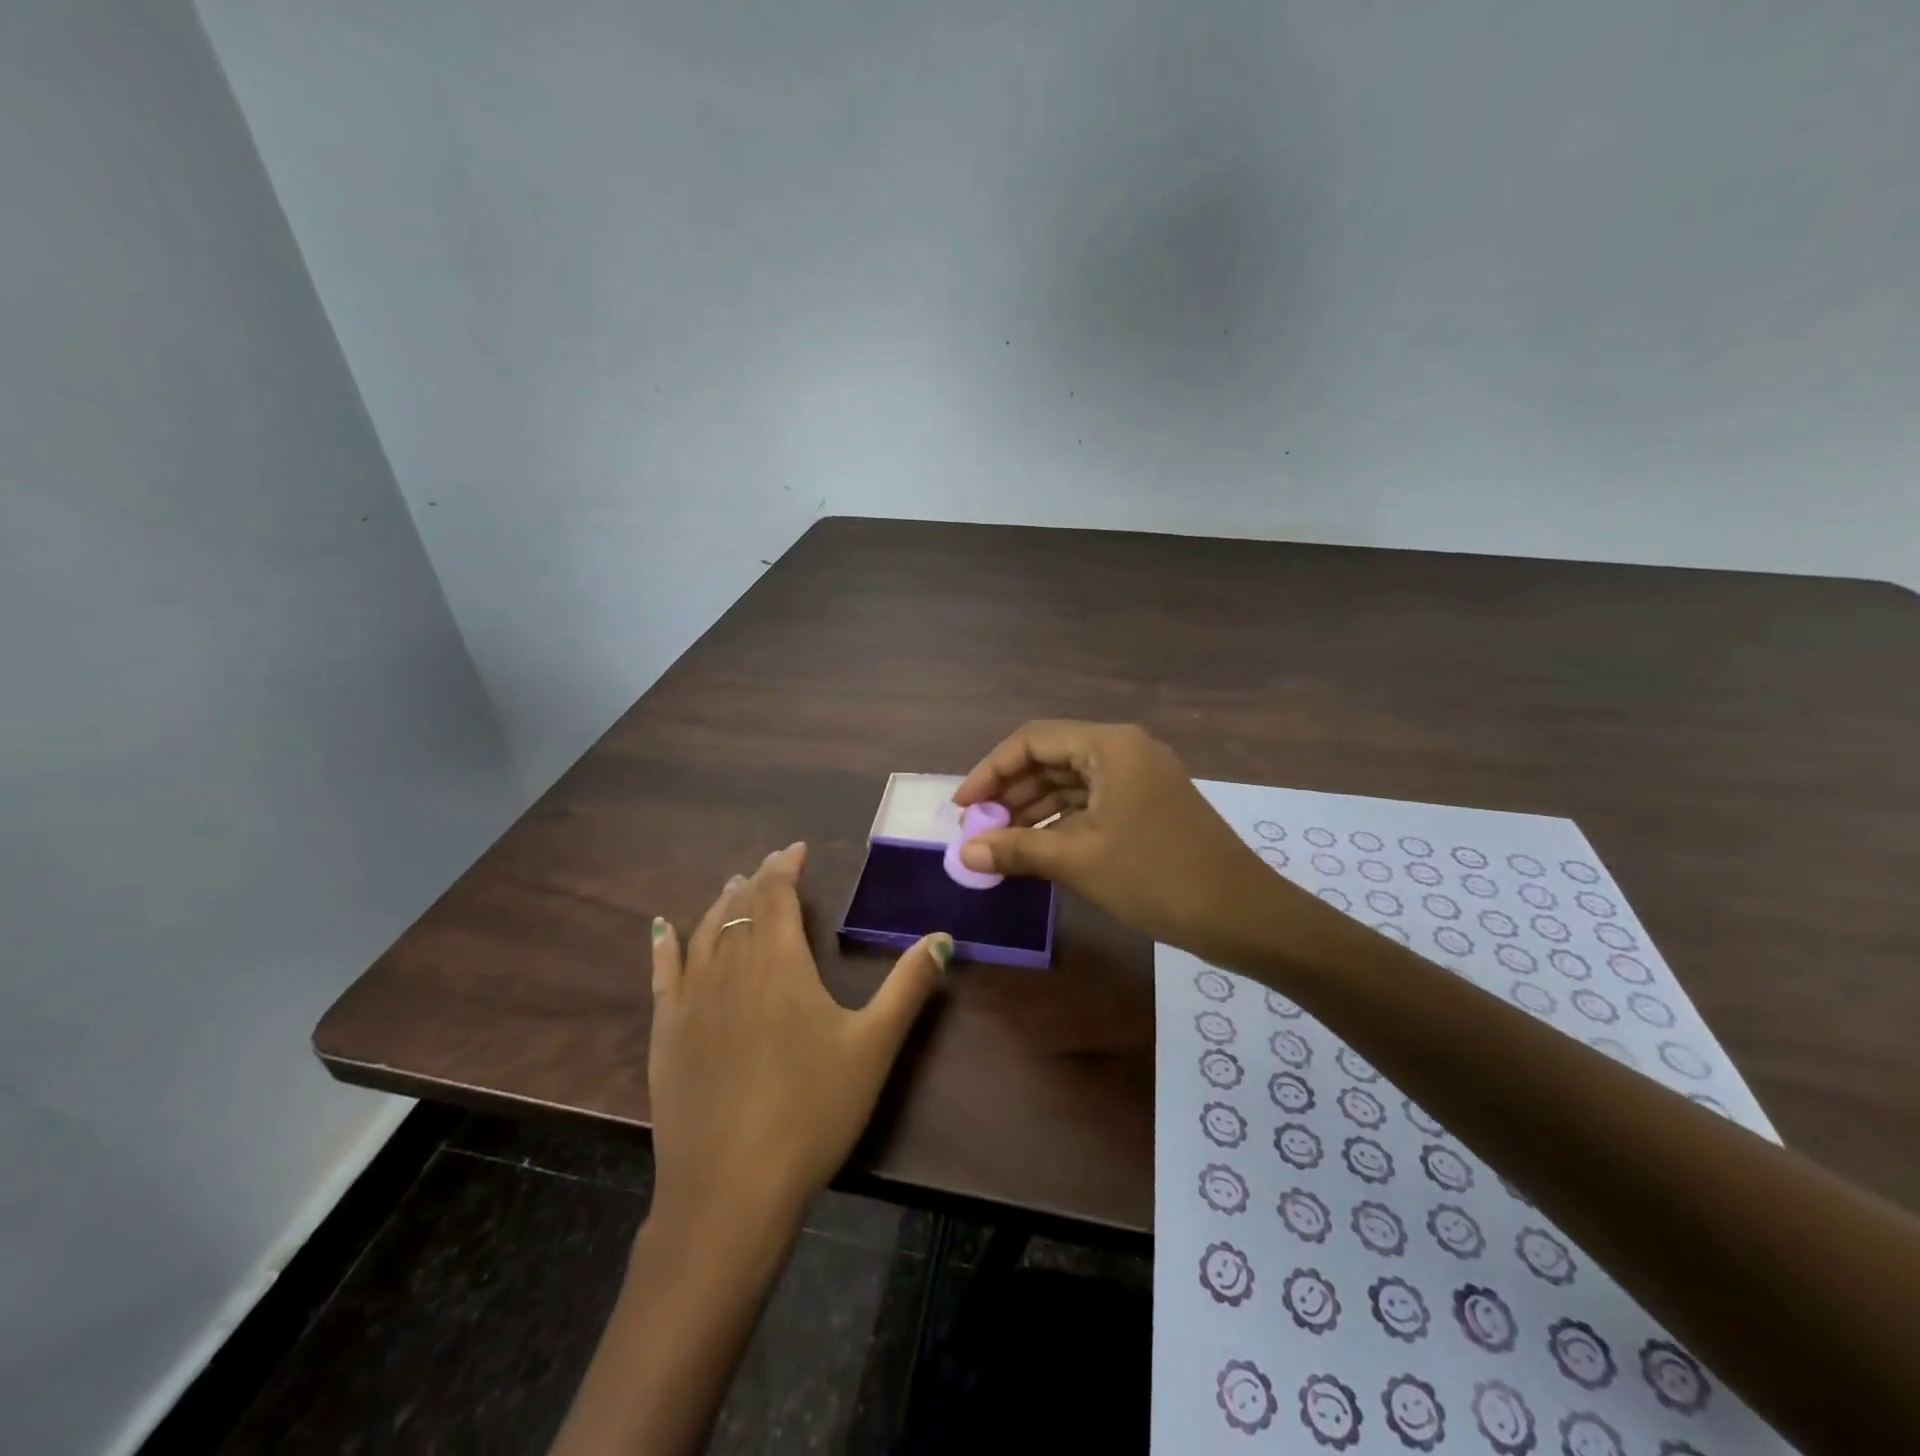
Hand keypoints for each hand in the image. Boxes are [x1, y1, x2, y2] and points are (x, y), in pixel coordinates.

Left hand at [646, 842, 949, 1228]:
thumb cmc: (812, 1110)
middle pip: (741, 908)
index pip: (778, 896)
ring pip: (704, 932)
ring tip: (734, 885)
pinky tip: (661, 928)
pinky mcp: (666, 1033)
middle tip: (771, 865)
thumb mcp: (874, 1046)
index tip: (797, 849)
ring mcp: (692, 1000)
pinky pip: (663, 973)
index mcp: (780, 962)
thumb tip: (943, 937)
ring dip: (720, 903)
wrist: (731, 1188)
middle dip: (758, 880)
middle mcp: (731, 967)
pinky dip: (664, 944)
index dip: (786, 868)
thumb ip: (908, 986)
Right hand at [953, 721, 1310, 965]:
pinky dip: (1060, 822)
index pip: (1033, 740)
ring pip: (1070, 782)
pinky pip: (1091, 803)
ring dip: (1033, 809)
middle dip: (1010, 792)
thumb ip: (1016, 849)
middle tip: (978, 830)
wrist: (1243, 915)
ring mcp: (1139, 778)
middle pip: (1051, 758)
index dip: (991, 770)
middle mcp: (1124, 750)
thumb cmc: (1157, 877)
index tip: (963, 807)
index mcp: (1110, 746)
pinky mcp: (1147, 805)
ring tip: (998, 843)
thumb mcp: (1079, 861)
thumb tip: (963, 853)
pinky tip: (1035, 849)